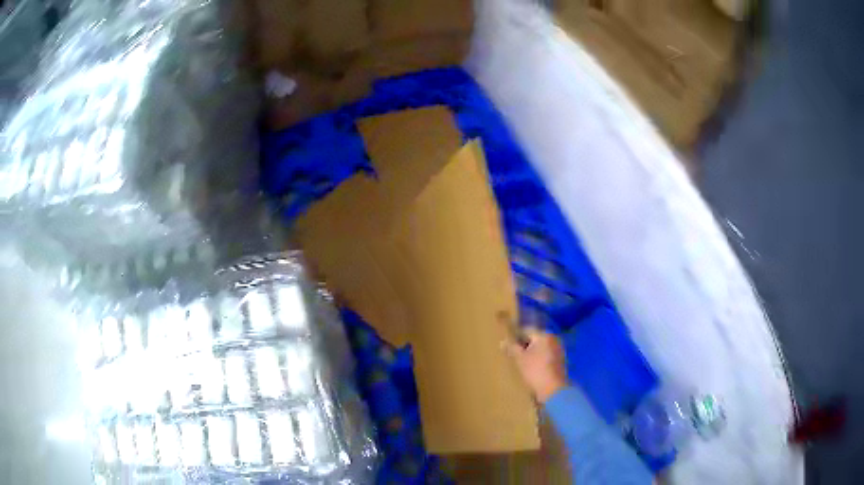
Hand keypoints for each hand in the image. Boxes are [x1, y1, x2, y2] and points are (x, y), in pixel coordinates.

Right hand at [504, 327, 568, 402]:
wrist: (553, 390)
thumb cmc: (535, 371)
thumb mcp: (520, 359)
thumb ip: (511, 348)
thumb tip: (503, 341)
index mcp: (545, 335)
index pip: (527, 330)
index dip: (516, 337)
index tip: (508, 345)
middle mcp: (554, 339)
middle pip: (535, 339)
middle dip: (524, 345)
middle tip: (514, 355)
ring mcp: (559, 350)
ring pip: (541, 348)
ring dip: (532, 353)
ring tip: (522, 363)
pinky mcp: (560, 361)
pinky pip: (546, 356)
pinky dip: (539, 360)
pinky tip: (532, 369)